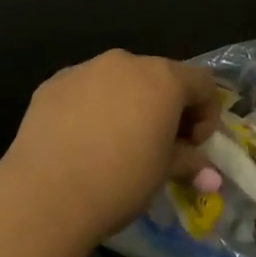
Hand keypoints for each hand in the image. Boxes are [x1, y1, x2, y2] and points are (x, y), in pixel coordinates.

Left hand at [0, 51, 221, 240]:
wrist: (45, 194)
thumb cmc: (119, 181)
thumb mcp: (163, 174)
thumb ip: (188, 162)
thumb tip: (210, 176)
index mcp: (163, 78)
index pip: (201, 82)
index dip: (206, 113)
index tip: (193, 145)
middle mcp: (126, 62)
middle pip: (159, 76)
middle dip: (166, 107)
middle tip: (159, 145)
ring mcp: (86, 68)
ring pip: (119, 80)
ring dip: (128, 104)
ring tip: (115, 144)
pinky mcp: (53, 82)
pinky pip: (85, 89)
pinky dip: (92, 107)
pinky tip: (81, 142)